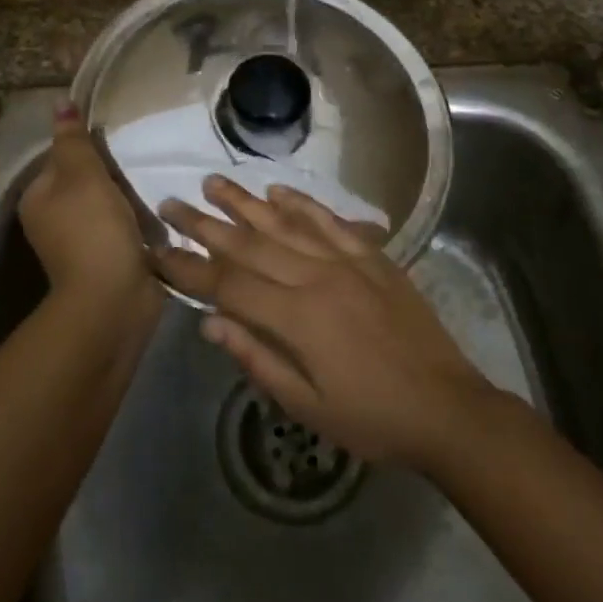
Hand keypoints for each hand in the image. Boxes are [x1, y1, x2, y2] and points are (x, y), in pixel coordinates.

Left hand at [18, 104, 157, 324]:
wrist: (114, 298)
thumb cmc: (93, 230)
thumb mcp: (83, 175)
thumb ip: (74, 140)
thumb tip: (60, 102)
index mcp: (38, 199)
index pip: (62, 158)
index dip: (89, 148)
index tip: (118, 144)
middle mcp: (53, 220)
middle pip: (85, 181)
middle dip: (113, 173)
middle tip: (142, 161)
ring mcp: (80, 243)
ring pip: (107, 204)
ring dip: (129, 196)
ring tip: (155, 182)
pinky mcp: (107, 259)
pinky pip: (123, 228)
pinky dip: (138, 220)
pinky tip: (158, 212)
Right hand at [156, 177, 494, 466]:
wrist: (447, 407)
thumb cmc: (372, 419)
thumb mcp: (307, 407)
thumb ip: (257, 359)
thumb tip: (210, 322)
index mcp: (297, 317)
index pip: (227, 284)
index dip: (188, 267)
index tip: (155, 250)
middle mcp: (317, 277)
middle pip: (250, 244)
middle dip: (205, 223)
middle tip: (171, 201)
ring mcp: (348, 261)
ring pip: (286, 223)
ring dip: (246, 202)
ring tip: (214, 182)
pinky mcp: (373, 257)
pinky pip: (331, 221)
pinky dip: (302, 204)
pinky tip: (279, 192)